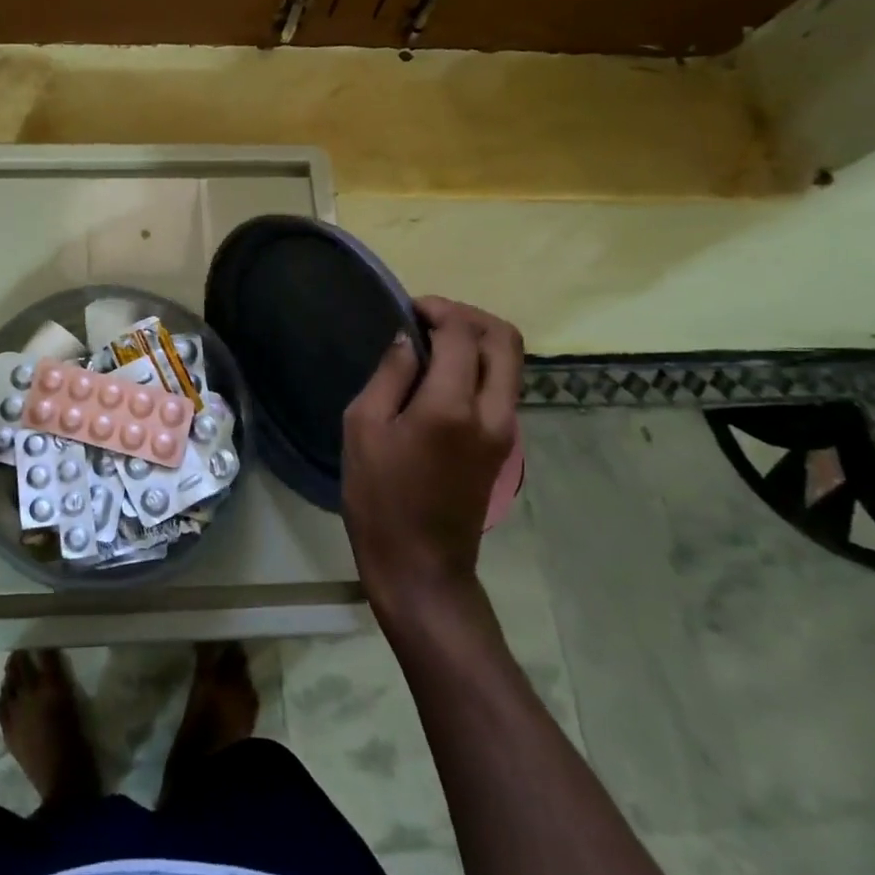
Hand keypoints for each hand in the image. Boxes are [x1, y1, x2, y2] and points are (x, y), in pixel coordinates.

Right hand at [342, 297, 522, 606]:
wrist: (420, 566)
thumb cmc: (379, 497)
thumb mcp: (364, 427)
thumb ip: (390, 375)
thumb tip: (409, 340)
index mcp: (452, 406)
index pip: (462, 333)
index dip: (437, 309)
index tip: (408, 310)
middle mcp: (493, 412)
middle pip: (505, 339)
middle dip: (469, 316)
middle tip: (430, 318)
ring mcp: (507, 431)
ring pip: (510, 363)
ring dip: (477, 340)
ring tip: (434, 343)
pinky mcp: (505, 446)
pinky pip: (502, 386)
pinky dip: (480, 366)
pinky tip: (442, 375)